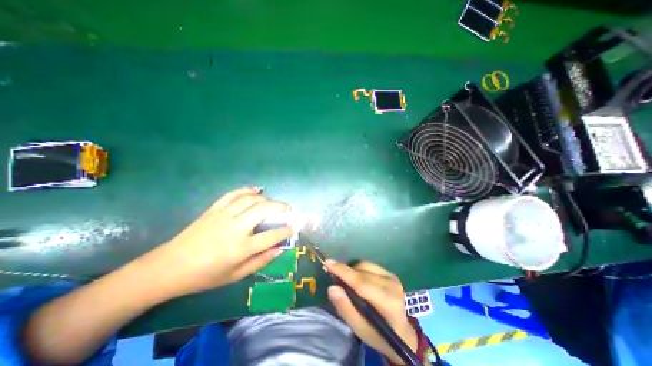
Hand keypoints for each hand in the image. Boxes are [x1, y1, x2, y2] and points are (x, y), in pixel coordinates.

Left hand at [146, 188, 293, 298]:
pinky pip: (233, 194)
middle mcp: (234, 228)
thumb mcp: (236, 275)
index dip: (285, 231)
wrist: (169, 268)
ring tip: (273, 202)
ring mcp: (223, 216)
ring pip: (250, 199)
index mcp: (240, 248)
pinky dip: (246, 189)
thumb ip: (260, 261)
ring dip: (266, 198)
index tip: (293, 227)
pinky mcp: (213, 209)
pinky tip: (256, 189)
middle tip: (287, 208)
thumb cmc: (205, 275)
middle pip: (263, 210)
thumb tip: (279, 249)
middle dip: (279, 207)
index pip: (271, 236)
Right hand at [327, 261, 416, 362]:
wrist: (403, 333)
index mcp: (387, 302)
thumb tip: (332, 288)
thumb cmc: (379, 335)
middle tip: (333, 276)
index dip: (343, 272)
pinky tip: (358, 280)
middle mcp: (392, 285)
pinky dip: (360, 270)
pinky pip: (369, 265)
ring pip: (365, 265)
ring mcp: (392, 277)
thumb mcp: (360, 329)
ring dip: (352, 271)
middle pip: (362, 272)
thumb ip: (345, 308)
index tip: (328, 262)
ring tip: (348, 282)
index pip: (361, 282)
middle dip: (345, 271)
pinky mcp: (391, 274)